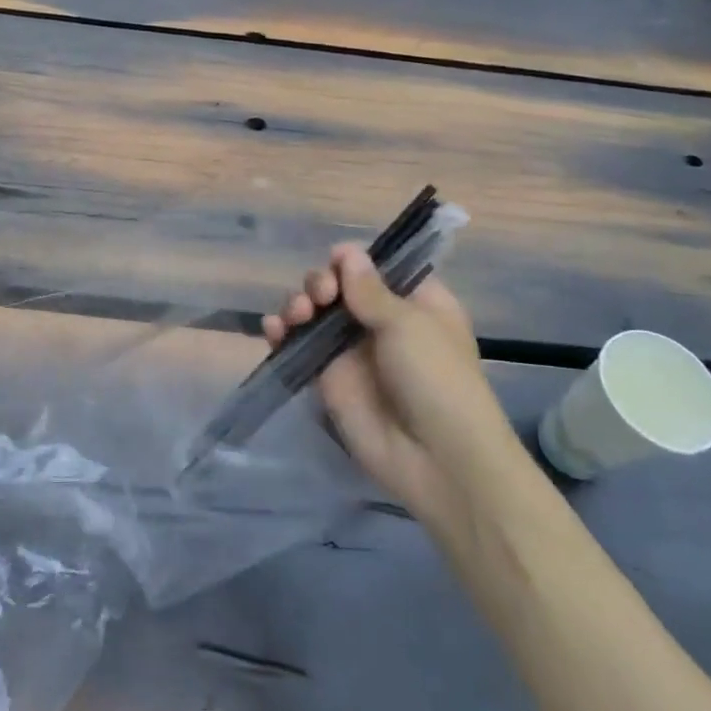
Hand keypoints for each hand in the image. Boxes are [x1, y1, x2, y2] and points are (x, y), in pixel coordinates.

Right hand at [263, 242, 509, 525]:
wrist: (436, 458)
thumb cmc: (436, 378)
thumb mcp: (409, 324)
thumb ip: (369, 290)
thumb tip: (346, 251)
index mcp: (415, 302)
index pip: (377, 267)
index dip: (353, 261)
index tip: (338, 262)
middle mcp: (381, 321)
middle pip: (338, 285)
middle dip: (321, 282)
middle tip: (322, 296)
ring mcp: (352, 350)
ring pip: (314, 312)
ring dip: (299, 304)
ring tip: (298, 314)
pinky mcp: (328, 378)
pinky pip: (299, 346)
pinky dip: (282, 333)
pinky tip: (273, 330)